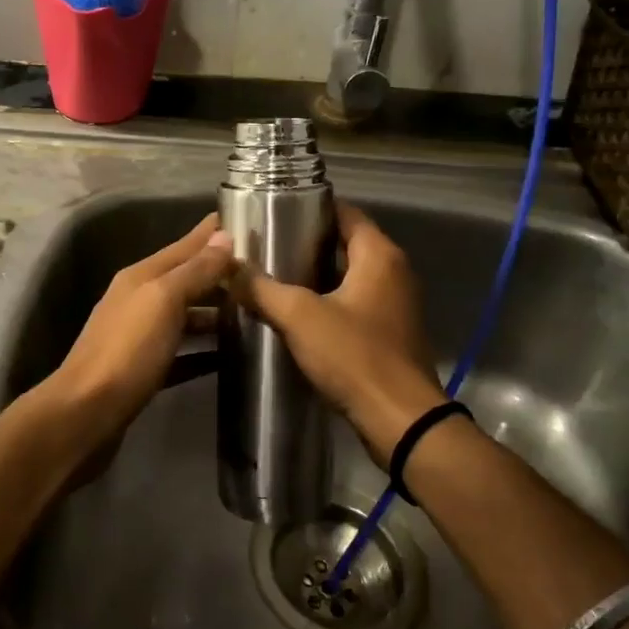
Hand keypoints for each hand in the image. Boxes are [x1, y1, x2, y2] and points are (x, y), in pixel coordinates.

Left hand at [46, 214, 236, 448]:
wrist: (86, 412)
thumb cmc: (128, 350)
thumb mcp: (163, 301)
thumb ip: (194, 270)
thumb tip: (223, 236)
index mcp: (141, 277)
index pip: (184, 246)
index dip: (211, 234)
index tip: (242, 219)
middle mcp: (138, 300)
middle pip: (185, 280)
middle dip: (218, 274)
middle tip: (261, 272)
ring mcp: (139, 337)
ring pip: (184, 316)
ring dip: (213, 313)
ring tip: (252, 313)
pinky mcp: (144, 370)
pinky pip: (181, 353)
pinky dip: (203, 351)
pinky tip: (227, 356)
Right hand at [230, 202, 445, 464]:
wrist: (400, 421)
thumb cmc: (355, 356)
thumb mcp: (300, 317)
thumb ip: (261, 289)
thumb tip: (227, 268)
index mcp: (380, 255)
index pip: (345, 212)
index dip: (311, 207)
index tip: (274, 210)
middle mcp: (394, 272)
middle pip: (346, 243)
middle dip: (307, 242)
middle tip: (265, 244)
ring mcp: (395, 304)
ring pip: (349, 276)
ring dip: (315, 275)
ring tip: (273, 275)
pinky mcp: (389, 333)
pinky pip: (355, 303)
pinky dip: (328, 301)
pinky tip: (295, 313)